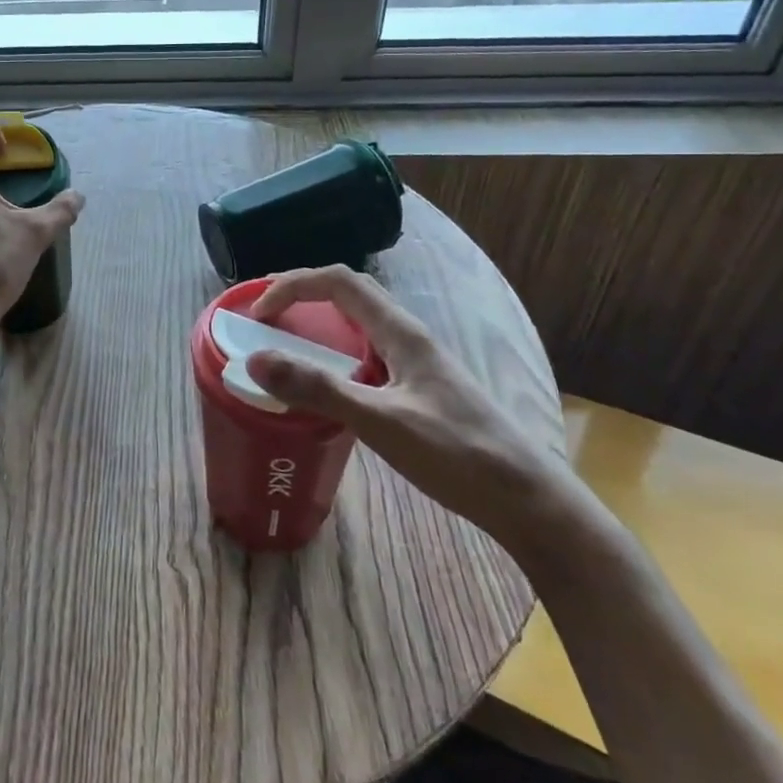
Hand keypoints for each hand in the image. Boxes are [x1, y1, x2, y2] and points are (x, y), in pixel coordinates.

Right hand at [244, 265, 575, 549]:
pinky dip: (334, 353)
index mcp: (401, 332)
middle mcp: (408, 337)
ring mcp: (417, 363)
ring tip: (284, 342)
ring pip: (359, 323)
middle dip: (301, 294)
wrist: (528, 501)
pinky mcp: (420, 388)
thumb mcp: (381, 422)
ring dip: (318, 321)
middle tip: (262, 315)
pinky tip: (326, 384)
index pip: (339, 281)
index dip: (293, 285)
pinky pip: (367, 353)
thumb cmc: (458, 456)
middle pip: (349, 294)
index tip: (258, 314)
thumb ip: (318, 390)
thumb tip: (254, 360)